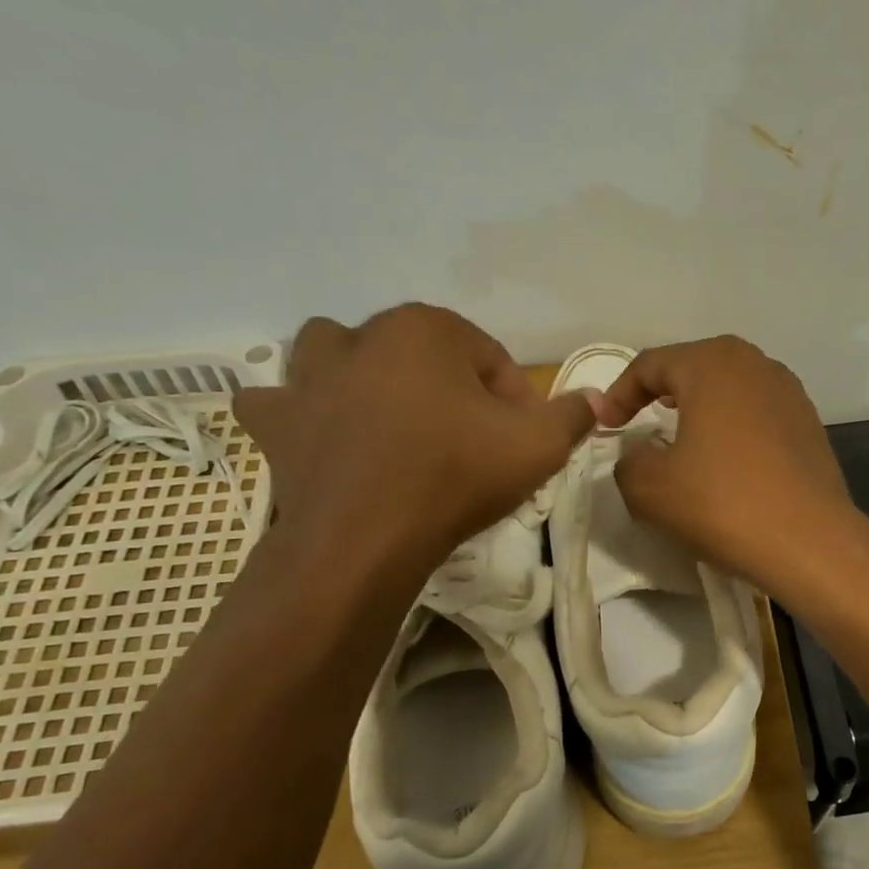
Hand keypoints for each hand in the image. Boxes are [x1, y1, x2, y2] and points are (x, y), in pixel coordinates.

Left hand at [236, 307, 594, 574]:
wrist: (364, 540)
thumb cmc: (455, 476)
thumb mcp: (538, 445)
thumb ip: (572, 415)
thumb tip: (594, 400)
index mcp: (424, 328)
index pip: (487, 355)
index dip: (513, 399)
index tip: (520, 441)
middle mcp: (360, 335)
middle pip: (419, 352)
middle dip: (447, 387)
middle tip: (466, 438)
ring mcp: (307, 377)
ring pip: (338, 355)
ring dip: (363, 375)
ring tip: (390, 420)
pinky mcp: (274, 421)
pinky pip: (280, 401)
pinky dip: (300, 413)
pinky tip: (321, 435)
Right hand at [597, 337, 859, 593]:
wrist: (809, 541)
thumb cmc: (722, 503)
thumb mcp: (649, 488)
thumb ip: (627, 463)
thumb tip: (637, 455)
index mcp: (711, 364)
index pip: (650, 364)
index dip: (619, 393)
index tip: (606, 427)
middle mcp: (754, 363)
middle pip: (693, 365)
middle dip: (660, 390)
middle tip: (640, 417)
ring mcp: (788, 391)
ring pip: (729, 386)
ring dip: (699, 406)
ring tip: (681, 435)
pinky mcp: (808, 422)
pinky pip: (756, 411)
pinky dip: (731, 425)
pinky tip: (725, 458)